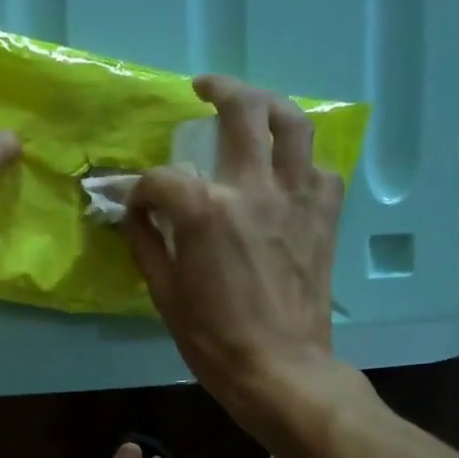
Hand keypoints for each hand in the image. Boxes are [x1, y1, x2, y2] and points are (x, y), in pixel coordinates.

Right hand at [124, 75, 351, 417]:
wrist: (278, 368)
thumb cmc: (213, 339)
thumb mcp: (164, 294)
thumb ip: (147, 243)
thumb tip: (137, 213)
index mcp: (206, 210)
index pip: (163, 177)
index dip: (141, 189)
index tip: (135, 206)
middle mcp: (254, 188)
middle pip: (242, 111)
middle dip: (219, 90)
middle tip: (204, 89)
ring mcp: (296, 198)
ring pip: (294, 125)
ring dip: (270, 106)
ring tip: (254, 107)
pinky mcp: (324, 217)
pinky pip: (321, 169)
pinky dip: (303, 163)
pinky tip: (288, 174)